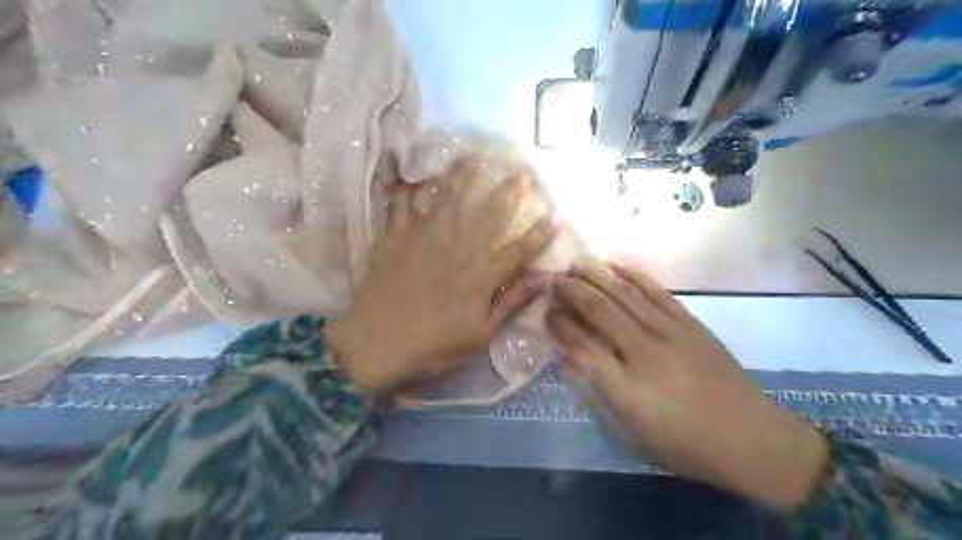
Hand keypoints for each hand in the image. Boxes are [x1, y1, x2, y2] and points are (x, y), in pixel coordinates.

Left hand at [325, 158, 547, 394]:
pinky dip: (407, 189)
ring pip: (447, 199)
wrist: (375, 346)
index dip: (539, 234)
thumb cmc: (433, 347)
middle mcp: (457, 248)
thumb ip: (510, 303)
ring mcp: (424, 238)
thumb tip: (543, 281)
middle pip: (487, 214)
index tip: (555, 216)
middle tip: (521, 172)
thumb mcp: (480, 334)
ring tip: (472, 156)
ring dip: (461, 176)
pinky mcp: (395, 238)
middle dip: (507, 192)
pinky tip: (413, 176)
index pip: (519, 250)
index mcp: (481, 275)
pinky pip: (402, 205)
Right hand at [549, 261, 826, 510]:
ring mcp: (669, 333)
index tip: (545, 312)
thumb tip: (568, 361)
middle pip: (599, 311)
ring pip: (624, 295)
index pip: (581, 345)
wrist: (750, 439)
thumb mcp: (631, 434)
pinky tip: (616, 265)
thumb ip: (596, 394)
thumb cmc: (683, 444)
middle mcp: (644, 352)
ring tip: (574, 265)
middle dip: (570, 291)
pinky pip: (656, 292)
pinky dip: (634, 276)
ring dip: (595, 277)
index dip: (559, 325)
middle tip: (551, 279)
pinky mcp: (690, 323)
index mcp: (626, 386)